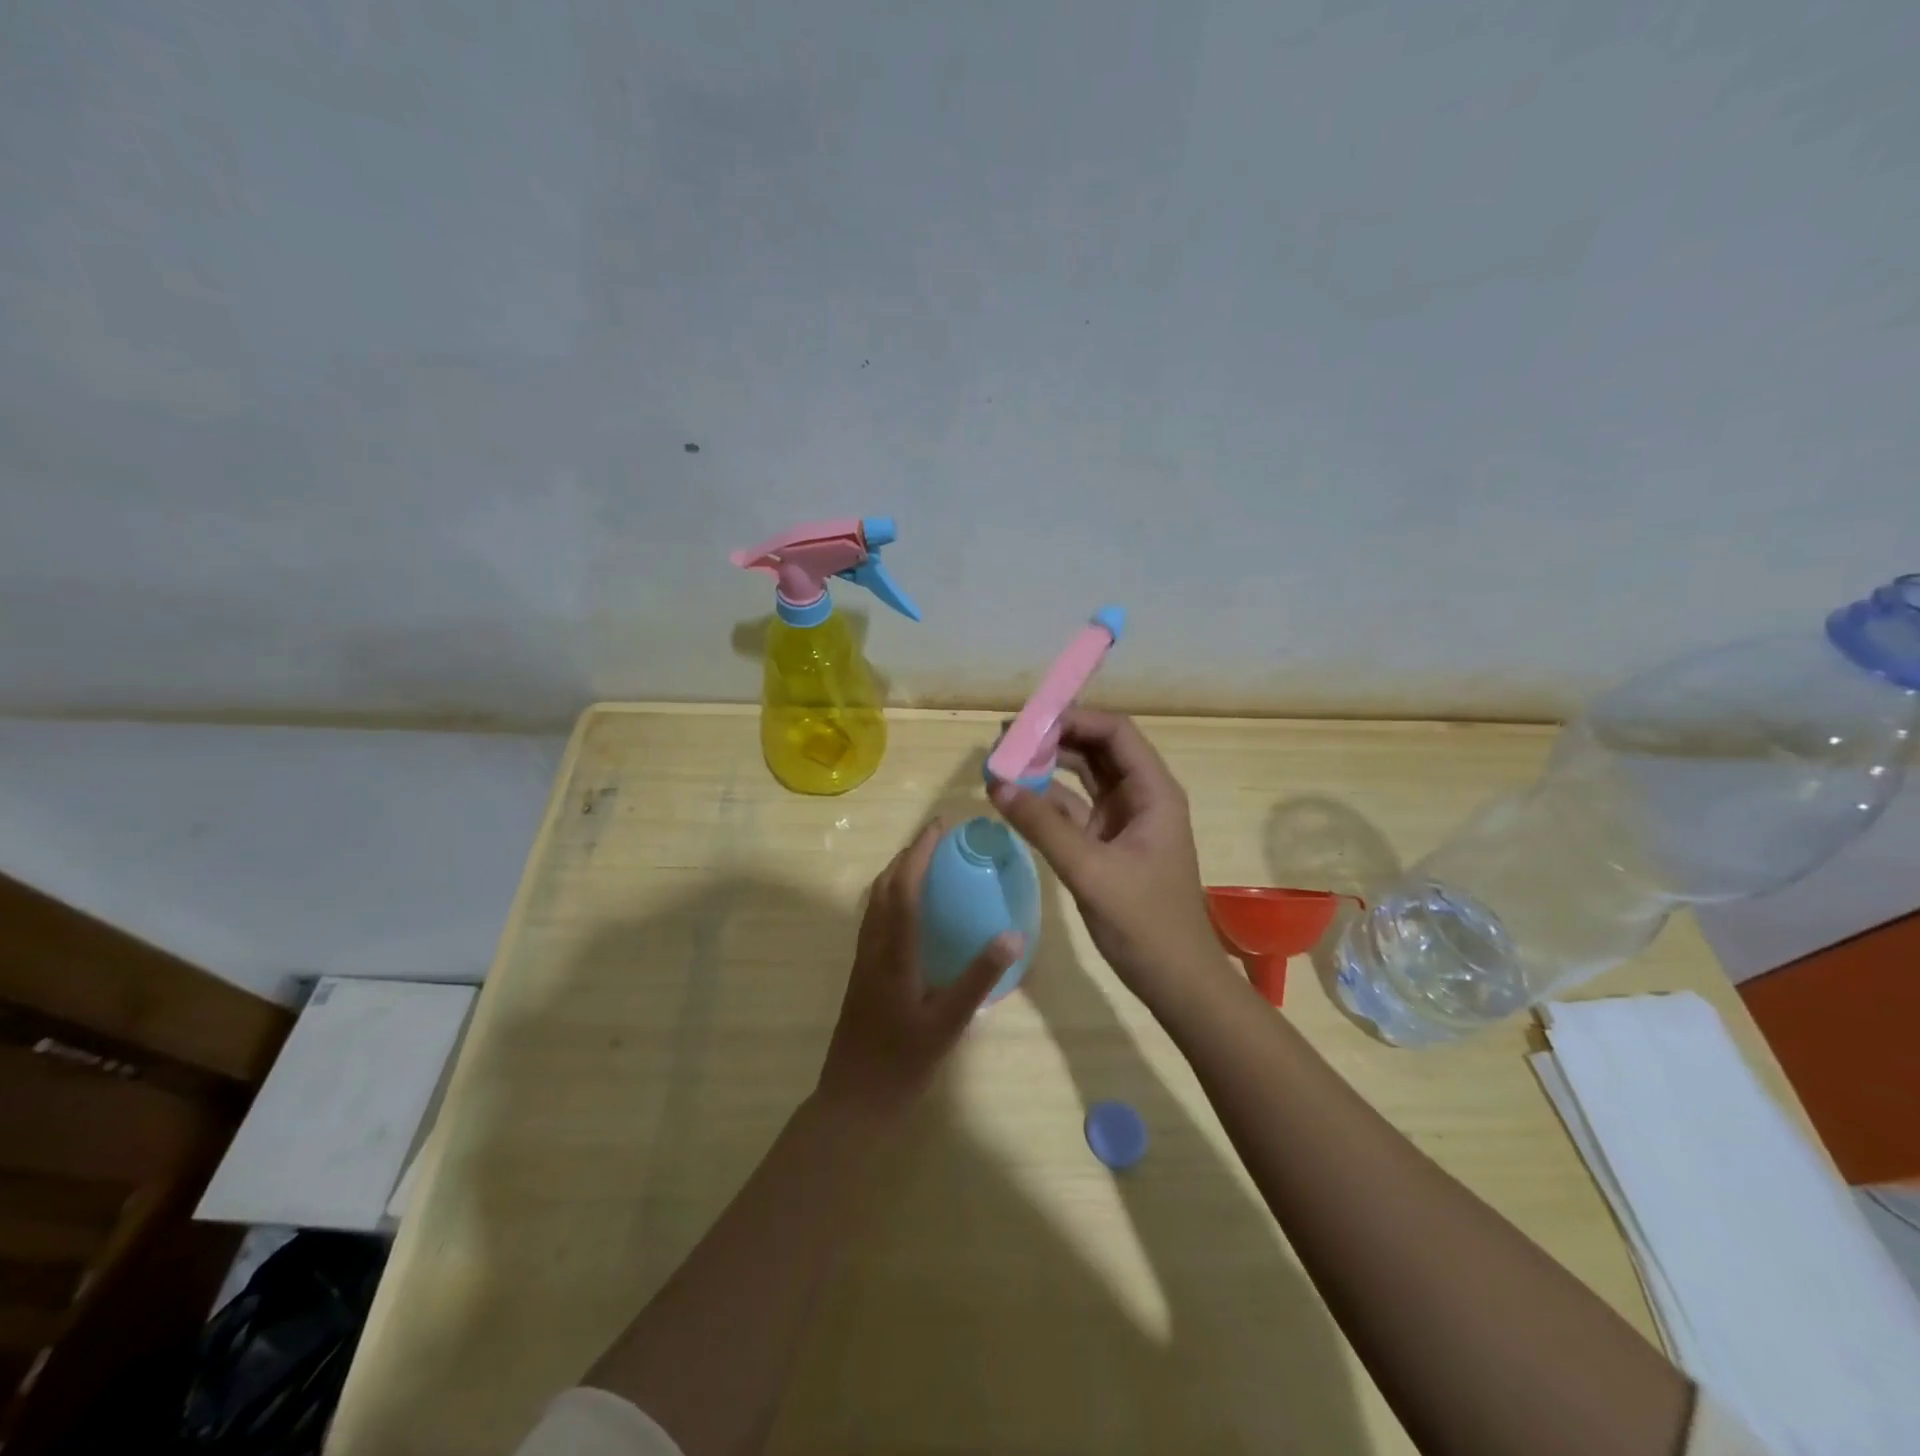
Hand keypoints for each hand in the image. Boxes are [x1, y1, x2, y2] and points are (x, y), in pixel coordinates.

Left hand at [816, 820, 1022, 1120]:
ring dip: (895, 874)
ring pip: (874, 903)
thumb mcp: (948, 1024)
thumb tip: (1013, 935)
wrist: (853, 1102)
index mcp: (893, 954)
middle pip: (883, 888)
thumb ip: (979, 978)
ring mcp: (862, 961)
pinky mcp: (860, 975)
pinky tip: (908, 910)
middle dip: (907, 855)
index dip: (920, 854)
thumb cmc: (902, 1064)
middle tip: (936, 838)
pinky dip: (890, 897)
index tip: (939, 827)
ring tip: (922, 862)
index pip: (904, 889)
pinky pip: (873, 920)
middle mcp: (872, 948)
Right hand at [990, 709, 1224, 1007]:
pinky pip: (1073, 809)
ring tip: (1003, 759)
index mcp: (1153, 791)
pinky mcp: (1106, 843)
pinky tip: (1015, 798)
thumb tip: (996, 784)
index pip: (1115, 733)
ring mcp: (1123, 820)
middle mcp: (1140, 796)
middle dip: (1054, 738)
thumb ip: (1043, 825)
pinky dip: (1046, 801)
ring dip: (1047, 766)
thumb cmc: (1144, 922)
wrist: (1175, 980)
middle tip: (1006, 737)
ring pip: (1083, 777)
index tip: (1029, 721)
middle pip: (1097, 749)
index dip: (1074, 718)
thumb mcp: (1090, 870)